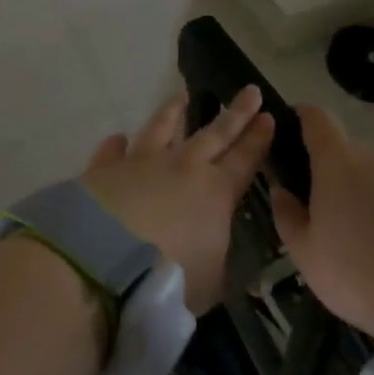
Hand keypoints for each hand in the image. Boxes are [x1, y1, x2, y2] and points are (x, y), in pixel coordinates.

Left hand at [79, 86, 273, 312]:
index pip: (244, 160)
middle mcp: (181, 167)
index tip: (269, 116)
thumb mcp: (211, 283)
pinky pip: (113, 151)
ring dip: (173, 112)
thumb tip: (222, 250)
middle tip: (250, 91)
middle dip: (235, 113)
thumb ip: (219, 261)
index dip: (258, 139)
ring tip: (181, 95)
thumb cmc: (169, 278)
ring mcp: (140, 163)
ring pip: (161, 127)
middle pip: (214, 134)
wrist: (103, 261)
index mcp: (214, 193)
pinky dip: (116, 145)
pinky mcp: (105, 169)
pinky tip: (118, 138)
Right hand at [269, 106, 373, 337]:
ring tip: (359, 237)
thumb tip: (282, 191)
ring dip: (361, 192)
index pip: (316, 117)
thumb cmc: (357, 273)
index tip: (290, 136)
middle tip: (322, 211)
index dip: (301, 118)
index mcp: (338, 161)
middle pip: (345, 150)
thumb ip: (286, 215)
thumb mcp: (305, 253)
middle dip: (330, 171)